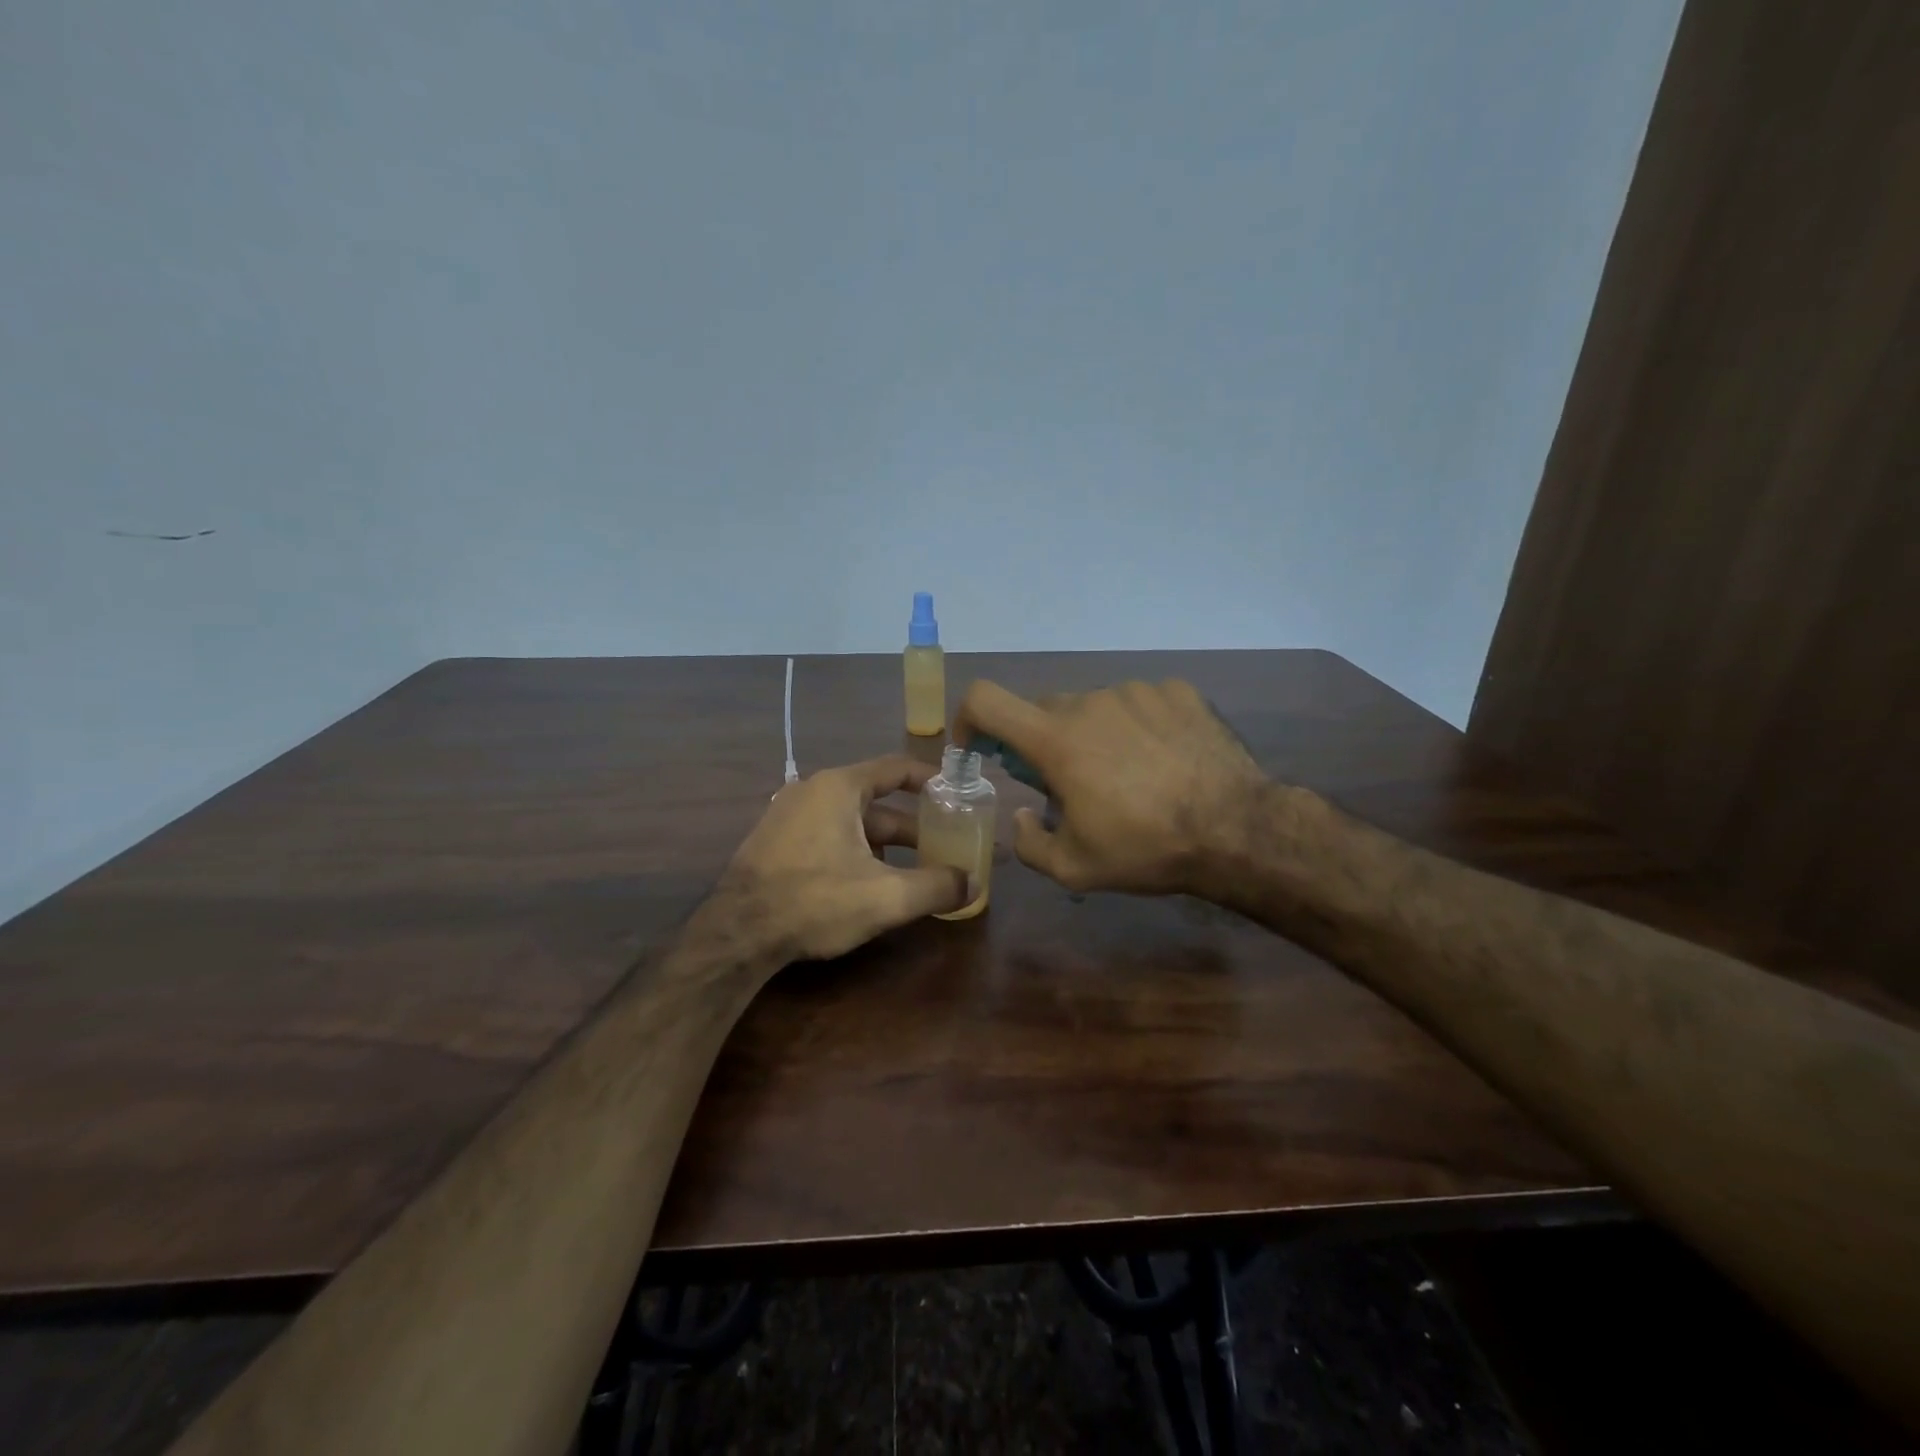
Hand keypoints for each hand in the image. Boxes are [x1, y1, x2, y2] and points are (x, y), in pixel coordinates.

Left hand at [714, 756, 967, 962]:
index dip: (930, 779)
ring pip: (851, 822)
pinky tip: (868, 883)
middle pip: (875, 801)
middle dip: (912, 825)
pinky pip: (827, 835)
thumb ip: (935, 887)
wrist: (736, 933)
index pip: (896, 768)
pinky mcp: (775, 842)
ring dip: (884, 843)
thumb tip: (973, 884)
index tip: (956, 794)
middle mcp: (812, 791)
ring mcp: (788, 815)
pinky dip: (855, 850)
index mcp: (839, 788)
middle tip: (943, 845)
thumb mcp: (886, 897)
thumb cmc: (815, 901)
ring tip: (914, 870)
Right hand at [952, 679, 1268, 896]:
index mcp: (1056, 740)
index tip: (978, 748)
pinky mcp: (1176, 691)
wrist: (1237, 829)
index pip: (986, 700)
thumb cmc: (1146, 848)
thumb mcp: (1074, 868)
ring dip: (1092, 735)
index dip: (968, 718)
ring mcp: (1136, 691)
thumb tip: (1021, 815)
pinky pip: (1137, 702)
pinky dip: (1135, 725)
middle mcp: (1090, 702)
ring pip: (1093, 706)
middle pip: (1044, 710)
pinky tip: (1162, 759)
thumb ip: (1028, 843)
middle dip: (1042, 743)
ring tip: (1127, 776)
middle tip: (1069, 784)